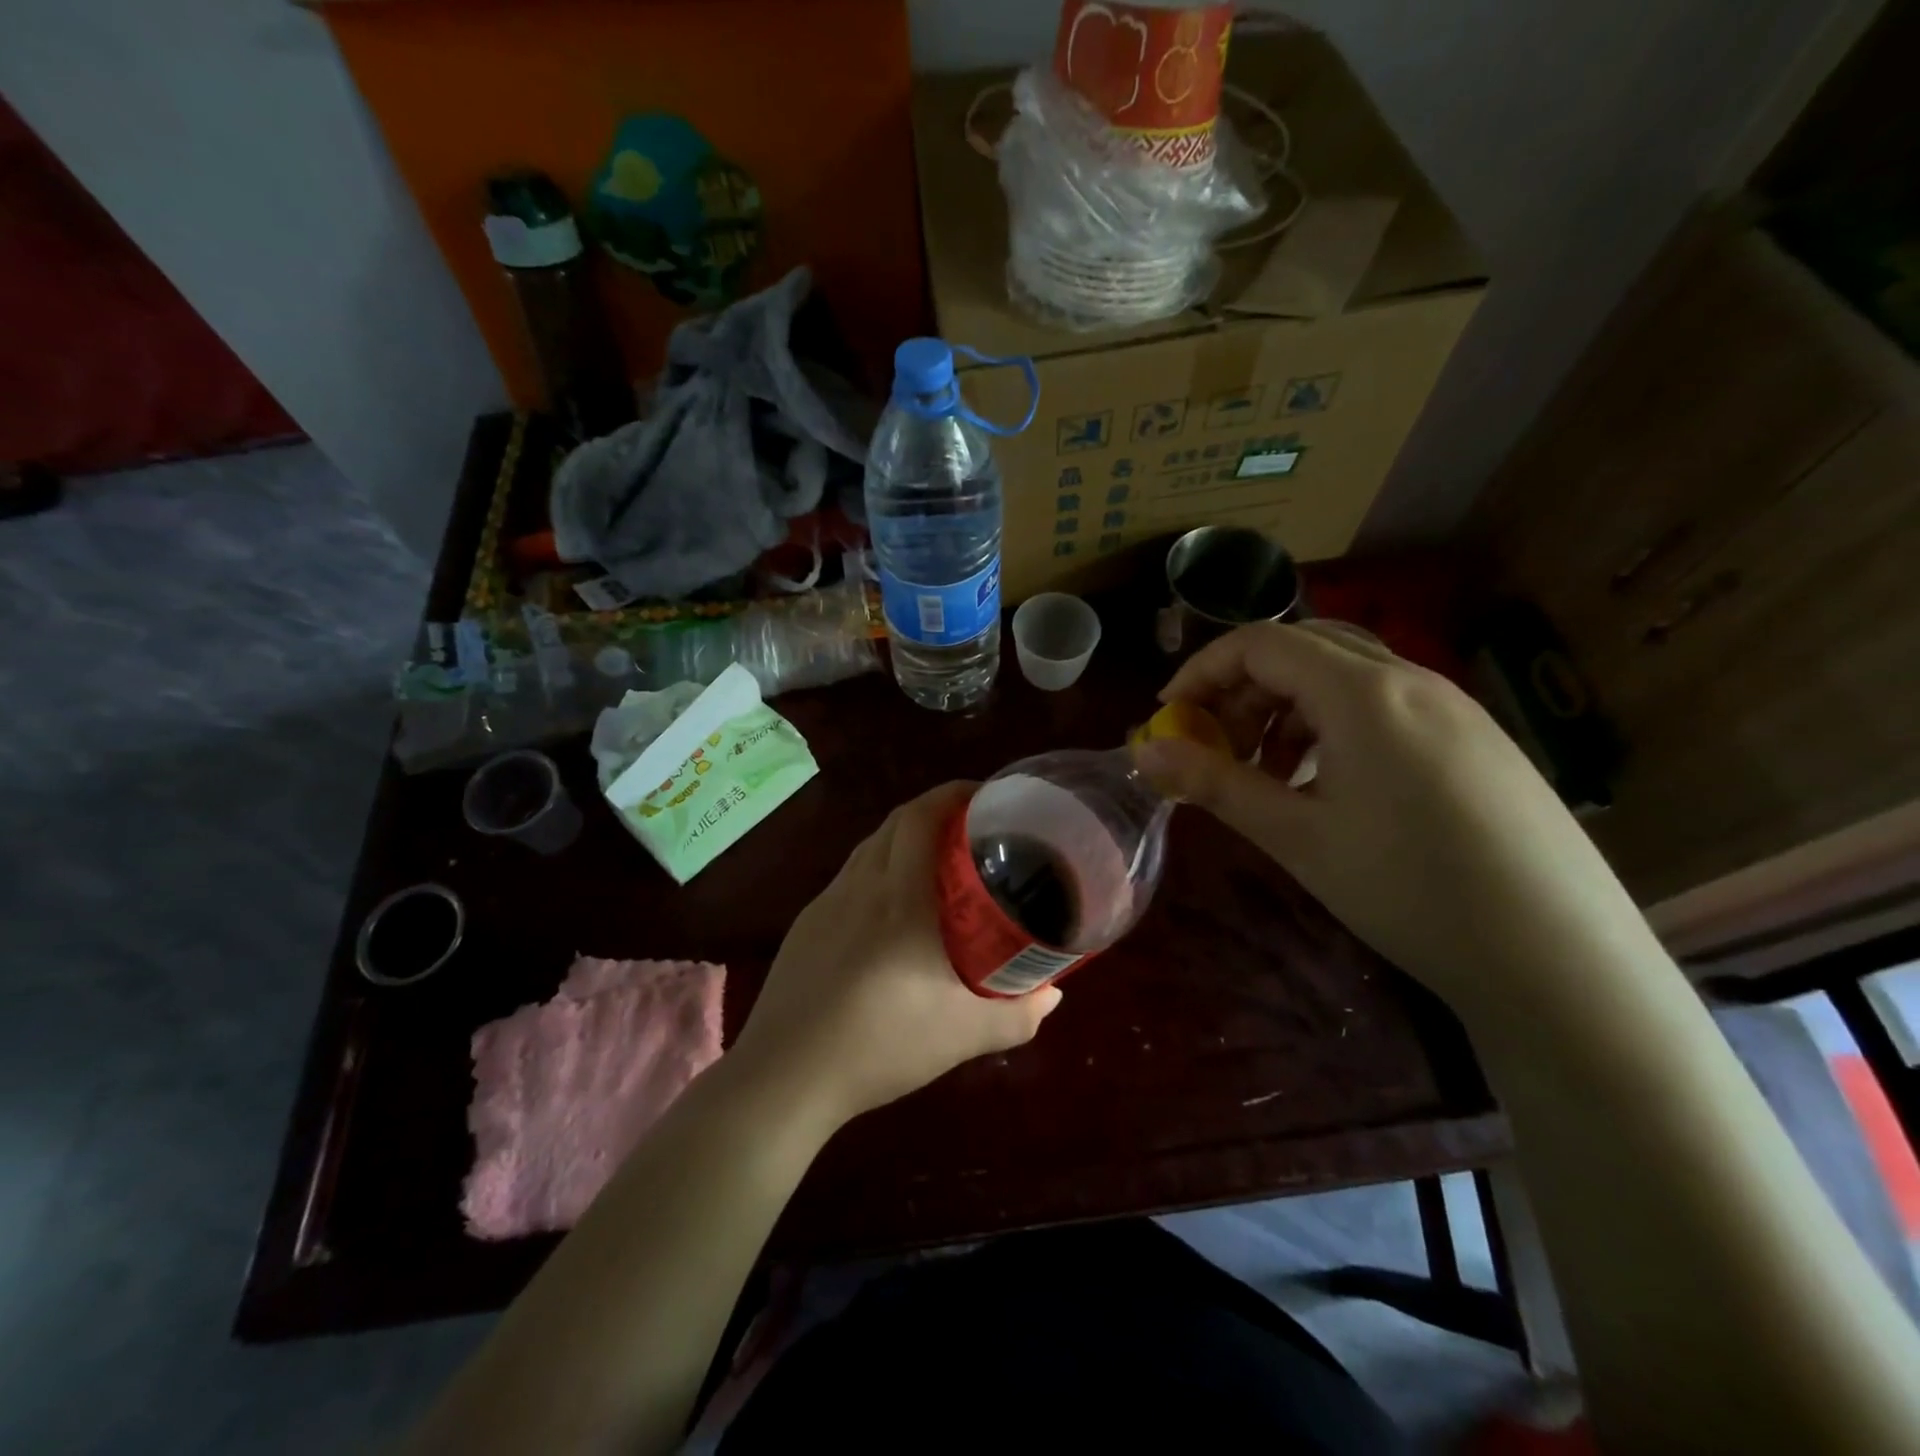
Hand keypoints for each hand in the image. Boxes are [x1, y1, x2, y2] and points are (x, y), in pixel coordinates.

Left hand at [731, 782, 1062, 1126]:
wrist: (786, 1076)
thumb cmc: (882, 1045)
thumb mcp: (963, 1036)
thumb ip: (1017, 1015)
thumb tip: (1051, 995)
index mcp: (901, 896)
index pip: (921, 816)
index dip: (953, 793)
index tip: (986, 797)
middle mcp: (861, 885)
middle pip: (896, 821)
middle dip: (935, 811)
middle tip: (973, 830)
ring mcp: (827, 902)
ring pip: (870, 846)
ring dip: (904, 838)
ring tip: (937, 864)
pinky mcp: (806, 924)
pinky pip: (850, 877)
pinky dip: (878, 869)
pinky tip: (890, 910)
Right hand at [1135, 622, 1655, 1014]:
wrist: (1558, 959)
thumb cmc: (1408, 891)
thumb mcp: (1296, 836)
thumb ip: (1214, 783)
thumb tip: (1142, 754)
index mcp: (1364, 692)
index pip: (1260, 643)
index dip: (1202, 672)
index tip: (1169, 718)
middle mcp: (1411, 680)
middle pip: (1302, 650)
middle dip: (1242, 689)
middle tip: (1214, 747)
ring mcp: (1453, 707)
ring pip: (1345, 676)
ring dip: (1287, 709)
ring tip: (1268, 774)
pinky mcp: (1476, 738)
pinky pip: (1385, 705)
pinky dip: (1333, 726)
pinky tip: (1328, 785)